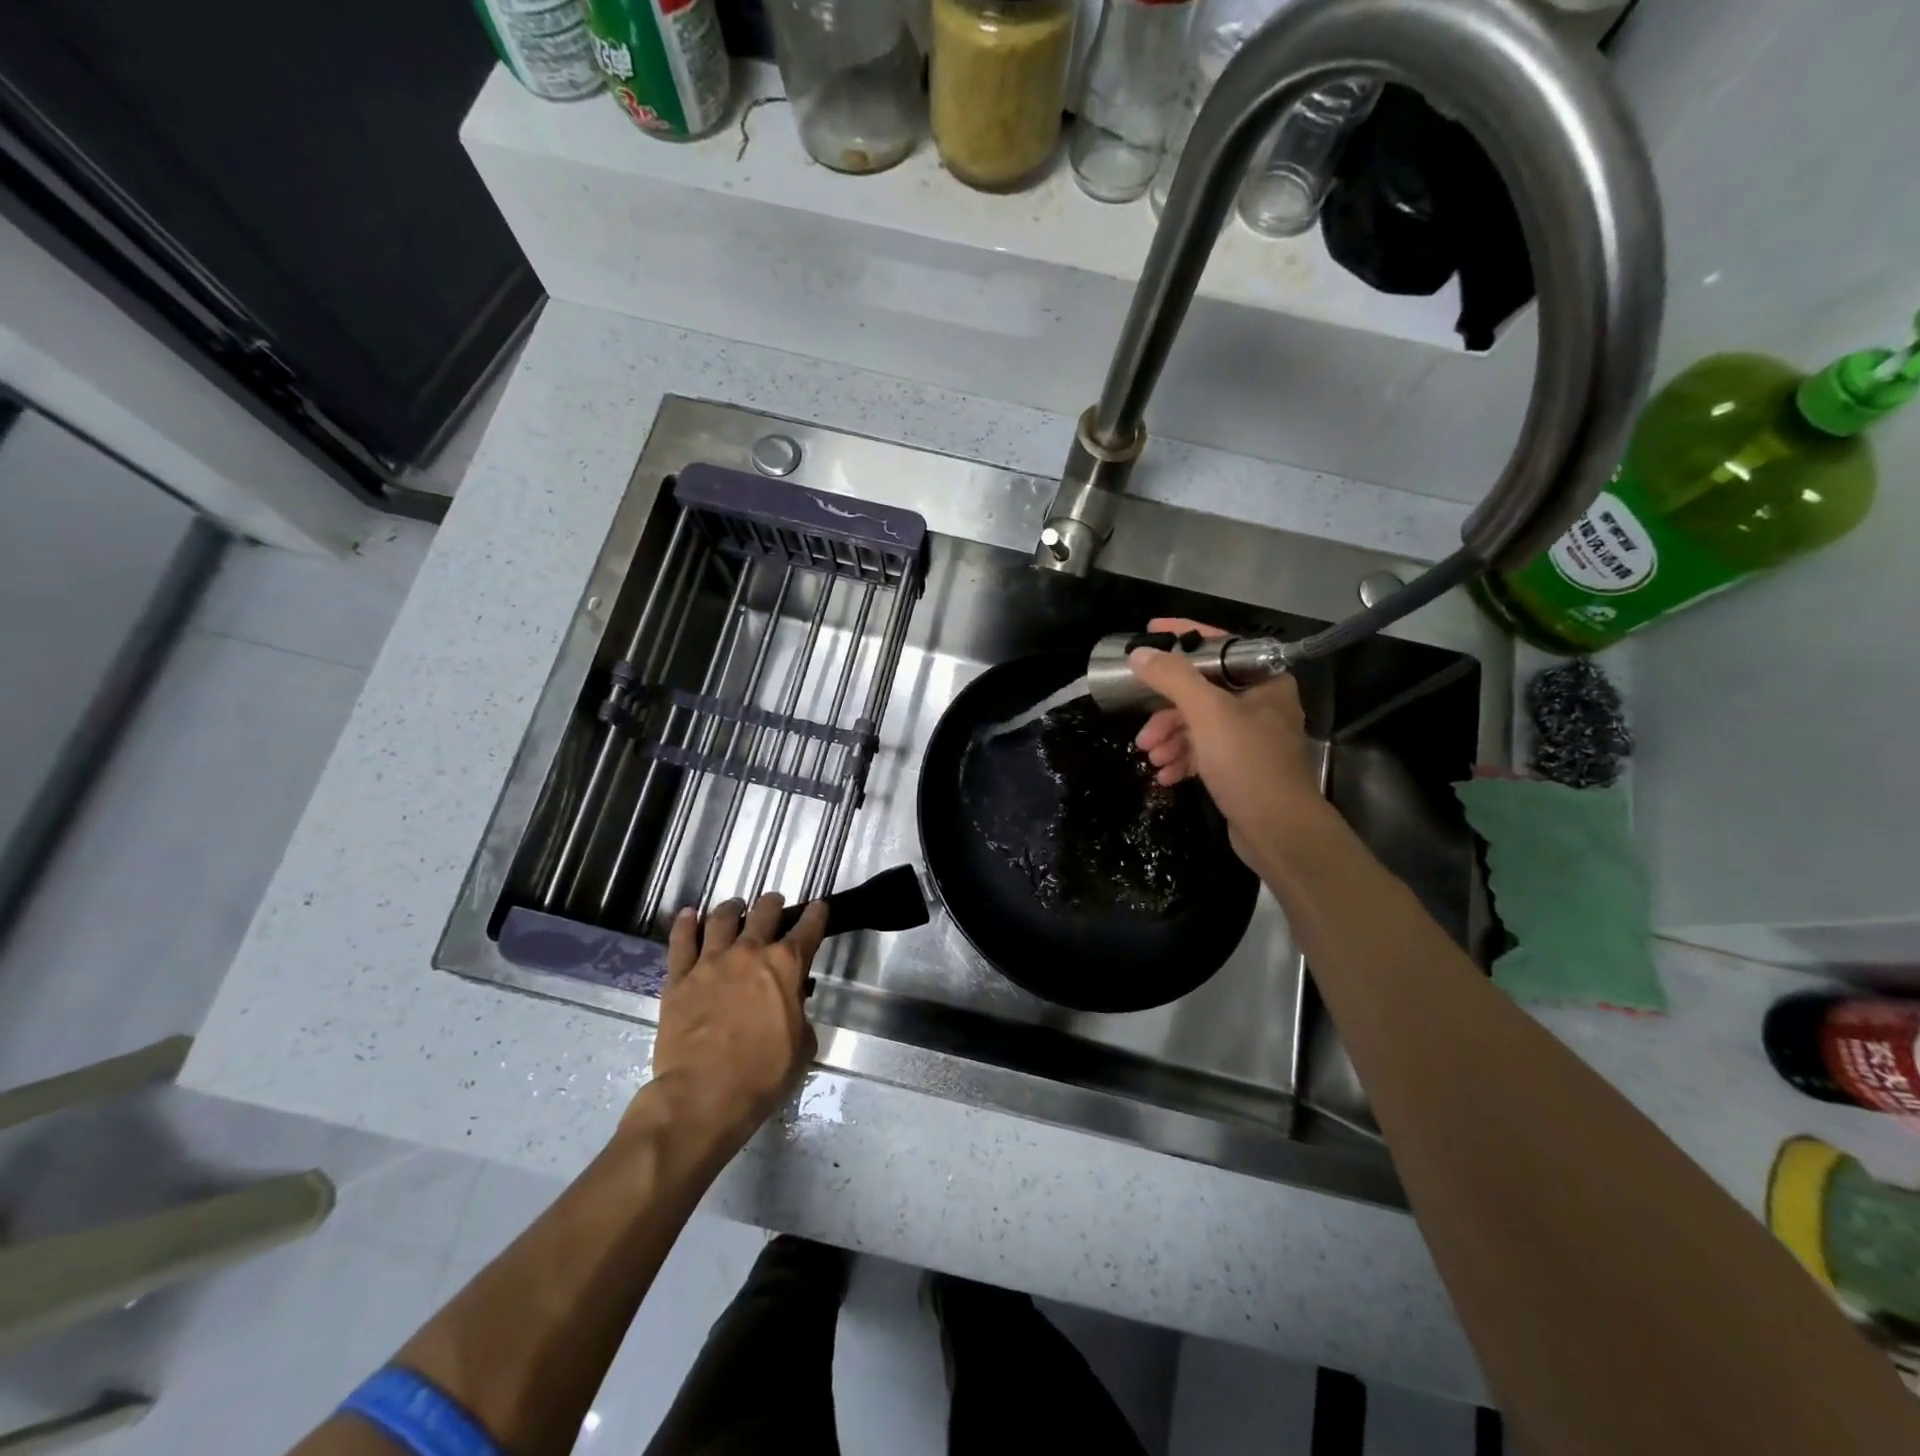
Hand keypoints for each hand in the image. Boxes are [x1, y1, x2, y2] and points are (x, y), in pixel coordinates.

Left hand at [642, 894, 828, 1150]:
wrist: (703, 1094)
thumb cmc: (762, 1075)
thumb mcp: (802, 1046)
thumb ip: (799, 1014)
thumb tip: (791, 1005)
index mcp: (786, 966)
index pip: (808, 930)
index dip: (816, 915)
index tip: (818, 907)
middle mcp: (749, 952)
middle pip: (764, 912)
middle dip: (773, 903)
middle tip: (774, 902)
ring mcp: (711, 962)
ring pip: (721, 919)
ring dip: (732, 908)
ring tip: (735, 907)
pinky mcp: (679, 978)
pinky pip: (681, 941)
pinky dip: (686, 924)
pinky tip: (689, 915)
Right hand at [1129, 618, 1327, 856]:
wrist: (1279, 832)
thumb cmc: (1248, 763)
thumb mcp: (1207, 714)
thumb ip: (1172, 678)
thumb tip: (1140, 654)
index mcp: (1265, 680)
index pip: (1219, 645)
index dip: (1182, 637)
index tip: (1150, 632)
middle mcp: (1261, 704)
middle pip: (1201, 691)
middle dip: (1167, 712)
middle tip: (1143, 733)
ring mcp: (1252, 738)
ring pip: (1199, 725)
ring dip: (1170, 740)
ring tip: (1152, 760)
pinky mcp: (1242, 767)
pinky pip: (1204, 752)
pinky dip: (1183, 759)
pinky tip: (1165, 776)